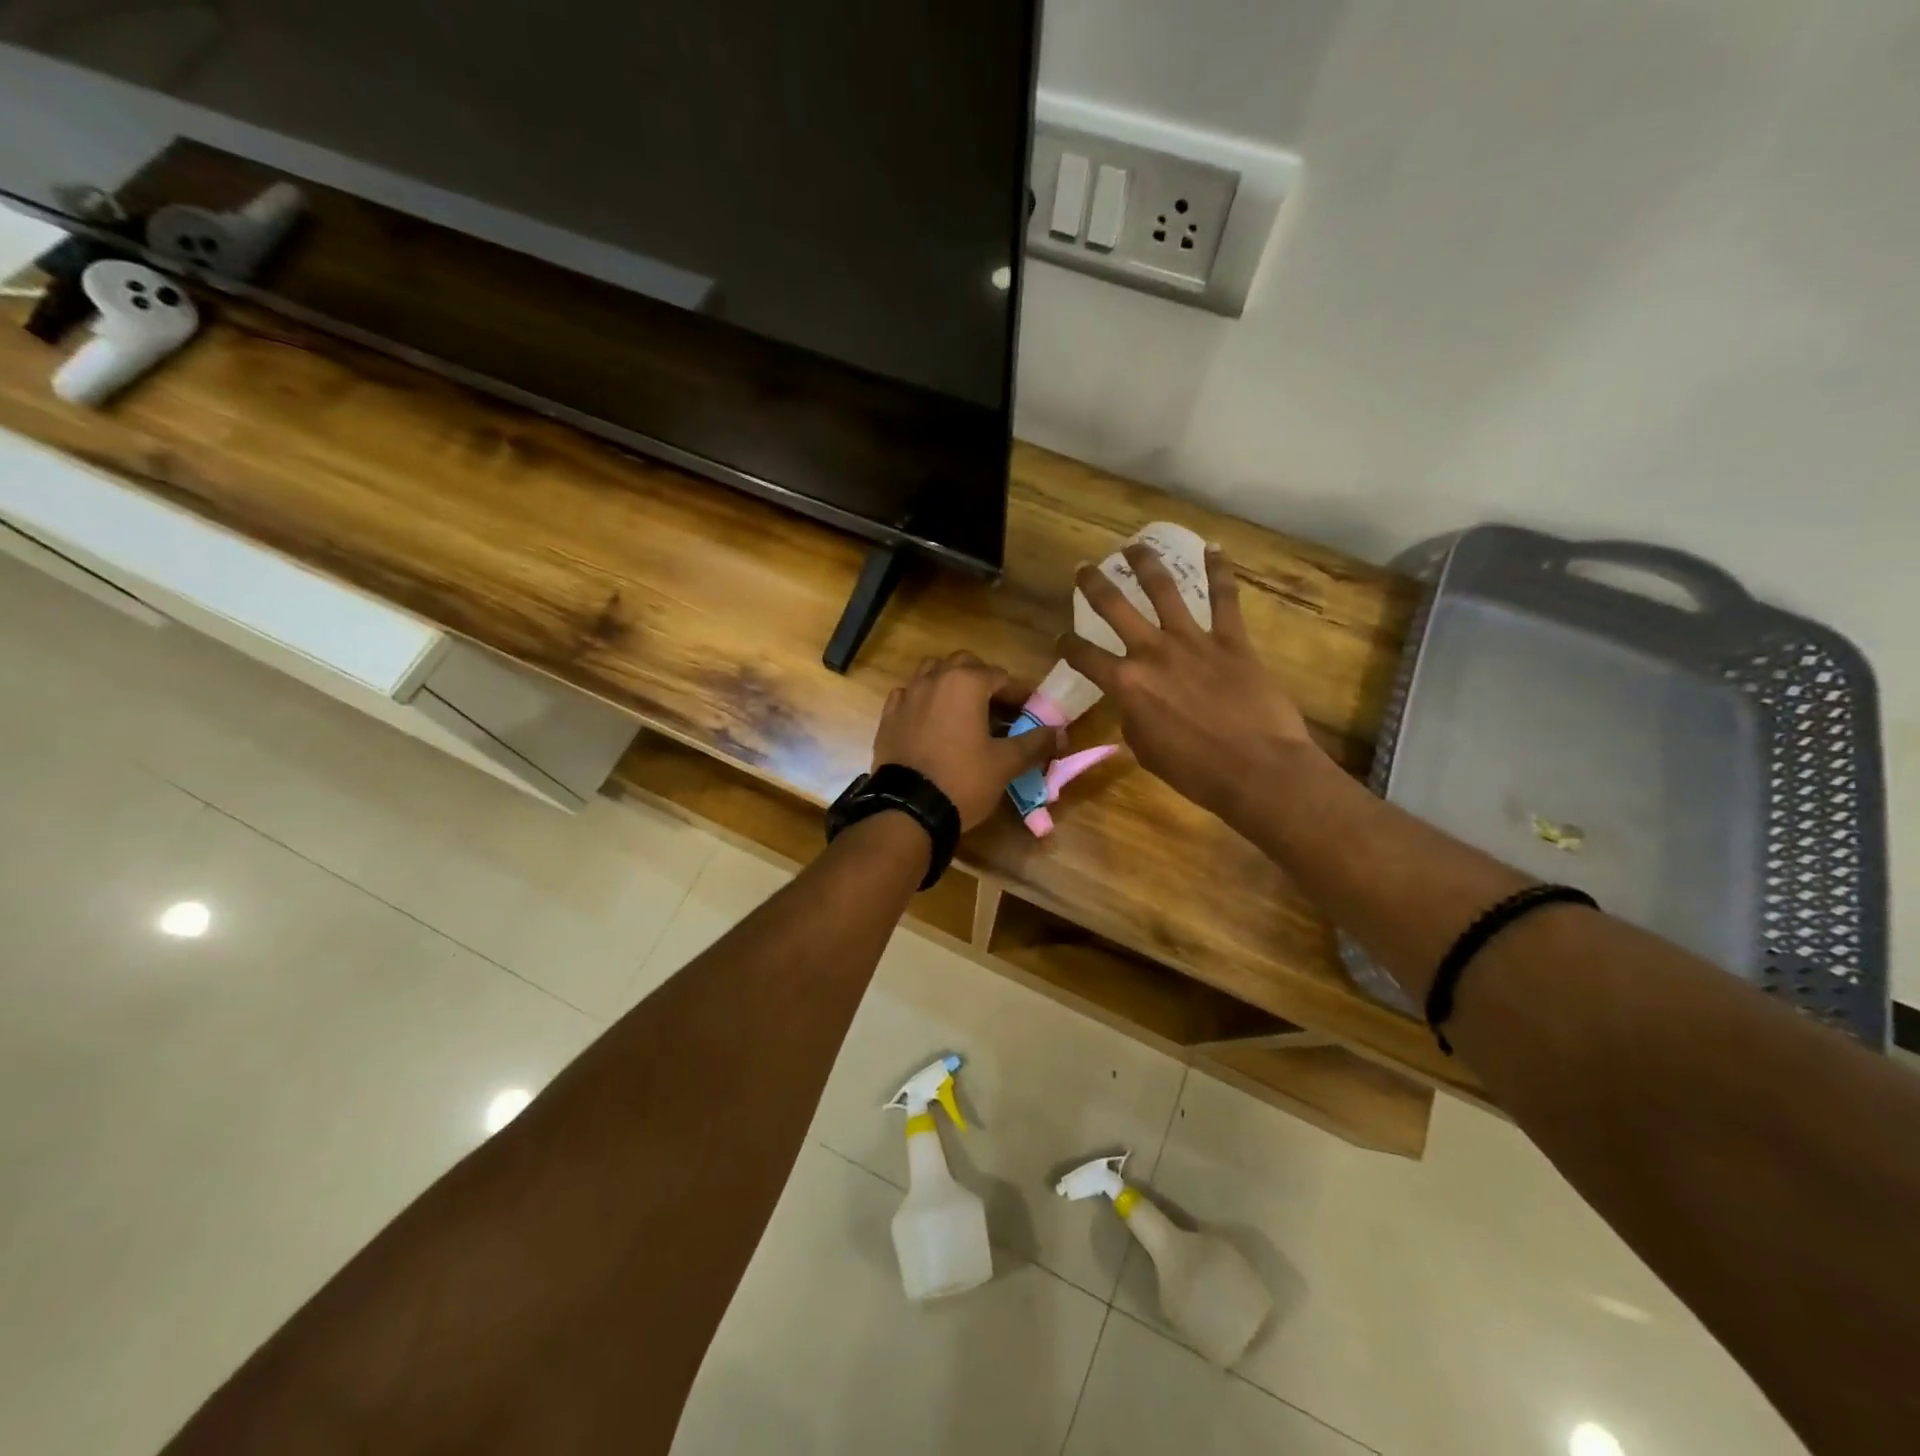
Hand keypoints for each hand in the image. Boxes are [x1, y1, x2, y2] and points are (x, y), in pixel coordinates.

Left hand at [873, 652, 1065, 830]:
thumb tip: (1061, 733)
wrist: (908, 809)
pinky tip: (931, 722)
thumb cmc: (963, 780)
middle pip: (964, 665)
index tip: (1029, 712)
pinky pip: (908, 696)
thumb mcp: (1005, 763)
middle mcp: (934, 679)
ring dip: (951, 683)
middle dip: (983, 680)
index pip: (1001, 677)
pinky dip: (923, 701)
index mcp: (965, 683)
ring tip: (964, 710)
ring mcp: (907, 696)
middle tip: (997, 708)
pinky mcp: (888, 716)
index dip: (1019, 694)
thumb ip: (1035, 743)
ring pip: (932, 673)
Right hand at [1059, 542, 1316, 820]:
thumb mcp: (1146, 749)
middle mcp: (1152, 652)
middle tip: (1083, 568)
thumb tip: (1136, 703)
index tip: (1060, 639)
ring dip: (1145, 564)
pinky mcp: (1231, 640)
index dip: (1066, 646)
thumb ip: (1134, 718)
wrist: (1257, 769)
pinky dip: (1219, 571)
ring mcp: (1193, 641)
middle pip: (1114, 607)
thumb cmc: (1195, 771)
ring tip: (1134, 545)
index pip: (1083, 656)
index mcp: (1126, 683)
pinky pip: (1224, 598)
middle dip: (1093, 585)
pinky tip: (1212, 549)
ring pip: (1164, 590)